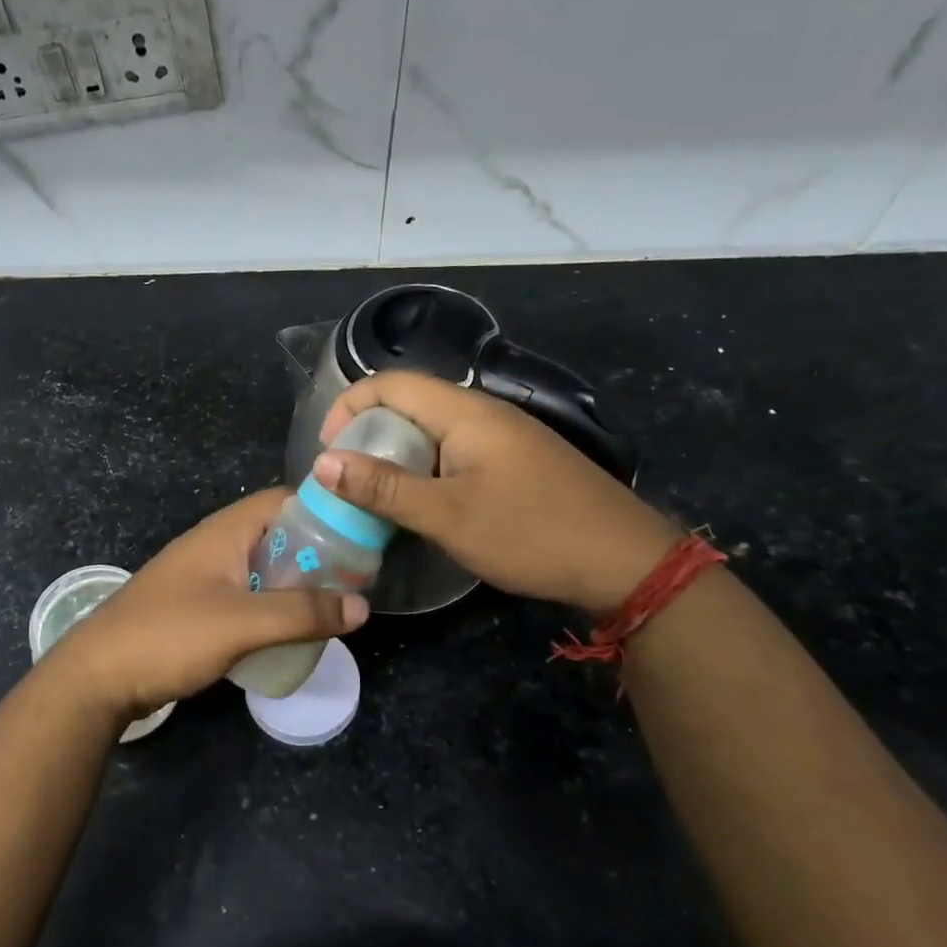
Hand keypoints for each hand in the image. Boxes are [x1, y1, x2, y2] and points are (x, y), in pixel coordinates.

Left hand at [45, 488, 367, 724]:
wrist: (98, 676)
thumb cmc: (170, 635)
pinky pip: (246, 595)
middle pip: (277, 534)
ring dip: (295, 582)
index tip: (362, 534)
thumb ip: (303, 613)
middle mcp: (215, 544)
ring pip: (262, 567)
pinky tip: (291, 630)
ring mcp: (203, 576)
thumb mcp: (243, 623)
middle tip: (356, 579)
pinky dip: (272, 605)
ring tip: (333, 605)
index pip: (284, 499)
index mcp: (225, 531)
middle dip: (317, 552)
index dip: (324, 509)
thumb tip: (363, 606)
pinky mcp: (196, 607)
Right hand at [315, 371, 679, 615]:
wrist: (624, 562)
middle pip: (410, 403)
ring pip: (432, 430)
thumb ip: (383, 488)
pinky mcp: (515, 462)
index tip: (326, 451)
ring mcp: (504, 437)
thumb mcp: (447, 515)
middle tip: (345, 479)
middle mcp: (483, 413)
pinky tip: (421, 502)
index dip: (348, 406)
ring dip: (396, 453)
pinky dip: (424, 468)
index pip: (391, 384)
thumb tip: (321, 463)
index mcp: (465, 412)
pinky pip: (455, 450)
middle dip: (368, 433)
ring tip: (373, 493)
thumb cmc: (530, 533)